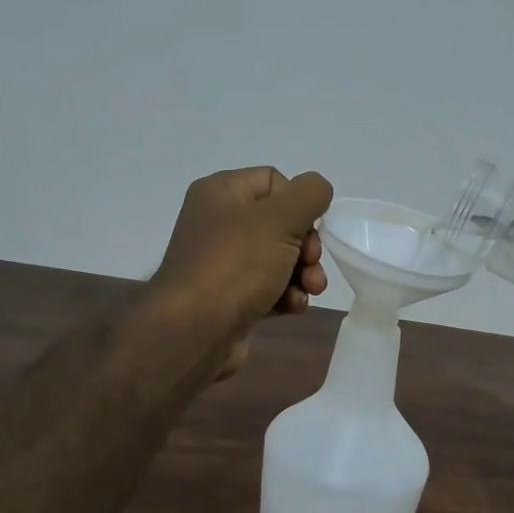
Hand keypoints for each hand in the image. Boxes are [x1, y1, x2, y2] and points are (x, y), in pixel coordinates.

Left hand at [153, 167, 334, 374]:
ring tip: (310, 291)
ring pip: (278, 258)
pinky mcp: (229, 297)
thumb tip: (318, 189)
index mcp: (221, 192)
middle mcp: (218, 222)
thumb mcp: (280, 219)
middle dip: (305, 247)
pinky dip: (285, 295)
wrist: (195, 331)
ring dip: (301, 274)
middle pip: (281, 223)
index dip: (298, 203)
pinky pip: (267, 287)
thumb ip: (309, 194)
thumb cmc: (236, 264)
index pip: (274, 181)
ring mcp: (222, 262)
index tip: (306, 229)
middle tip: (310, 264)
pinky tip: (293, 308)